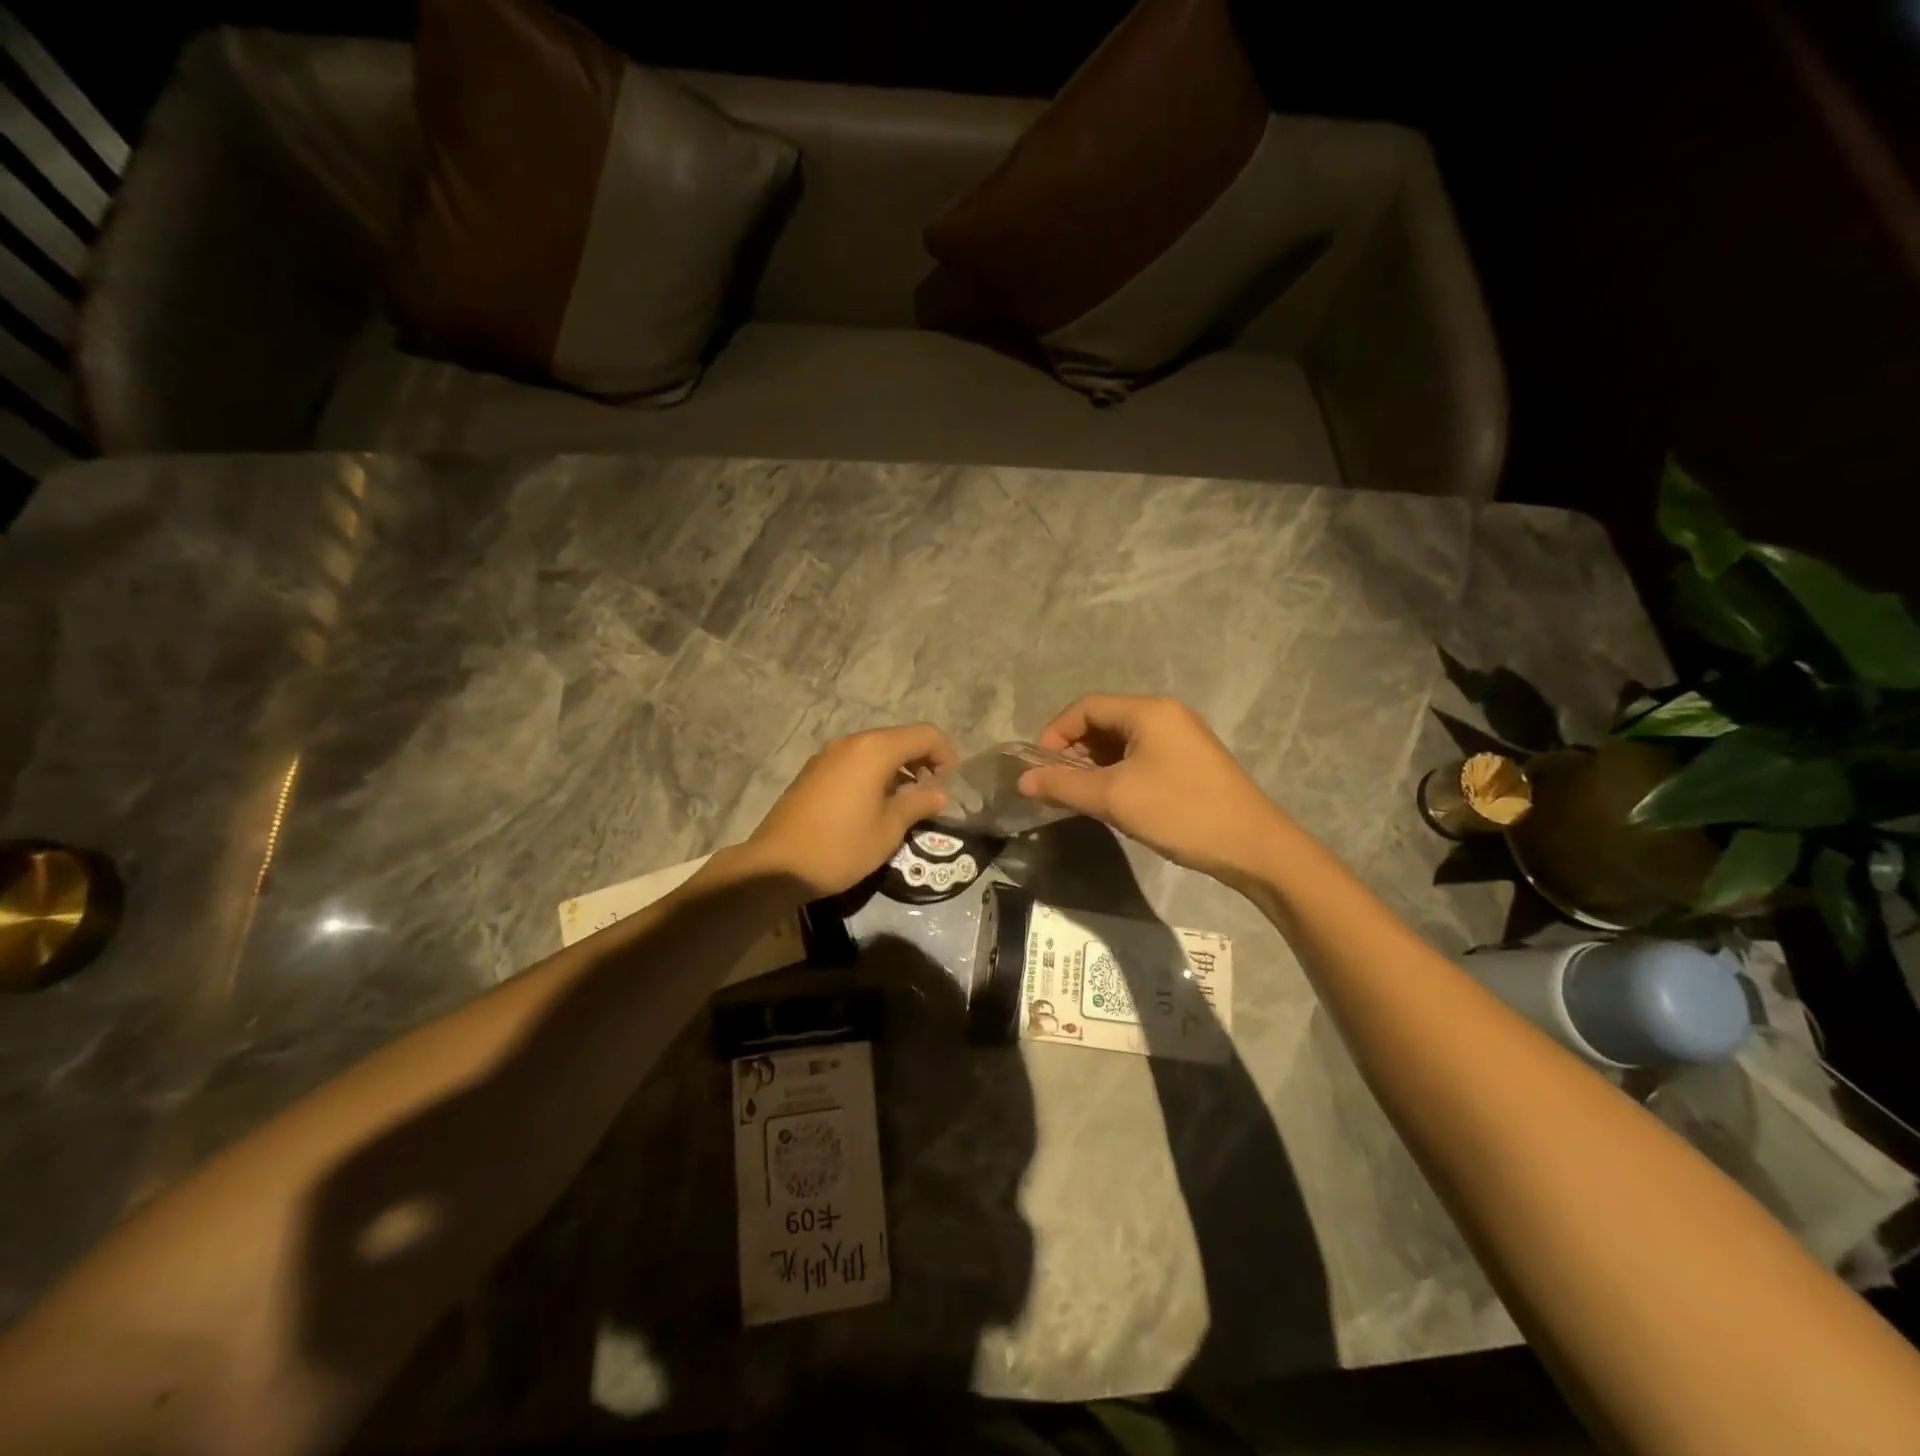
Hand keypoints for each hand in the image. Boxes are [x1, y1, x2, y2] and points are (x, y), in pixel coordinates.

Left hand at [744, 723, 957, 895]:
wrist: (775, 867)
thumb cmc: (841, 847)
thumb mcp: (889, 829)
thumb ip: (918, 803)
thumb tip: (939, 793)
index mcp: (874, 750)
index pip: (925, 734)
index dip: (946, 754)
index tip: (951, 784)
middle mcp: (851, 743)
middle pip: (899, 738)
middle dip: (922, 761)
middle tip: (931, 795)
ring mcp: (828, 756)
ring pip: (875, 750)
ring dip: (898, 769)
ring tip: (905, 803)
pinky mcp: (813, 772)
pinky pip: (854, 762)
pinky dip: (874, 775)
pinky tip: (874, 806)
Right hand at [1017, 694, 1289, 887]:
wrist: (1253, 846)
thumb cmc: (1180, 813)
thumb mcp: (1114, 798)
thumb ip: (1064, 785)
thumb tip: (1022, 780)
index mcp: (1149, 711)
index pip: (1086, 706)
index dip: (1056, 732)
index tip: (1040, 767)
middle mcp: (1166, 714)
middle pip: (1104, 719)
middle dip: (1074, 749)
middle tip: (1058, 784)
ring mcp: (1182, 736)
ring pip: (1123, 739)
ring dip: (1095, 762)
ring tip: (1081, 794)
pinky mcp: (1190, 760)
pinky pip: (1142, 754)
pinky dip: (1118, 769)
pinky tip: (1113, 797)